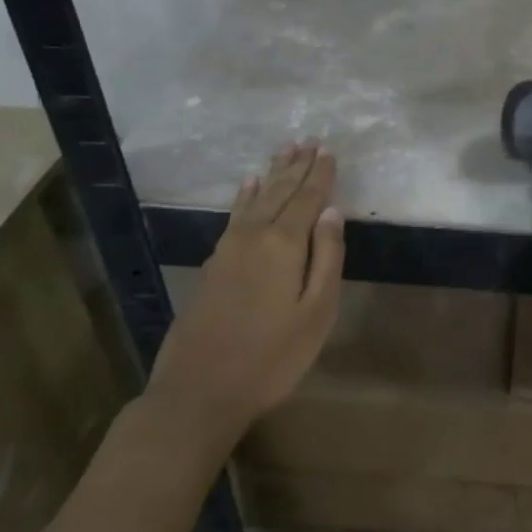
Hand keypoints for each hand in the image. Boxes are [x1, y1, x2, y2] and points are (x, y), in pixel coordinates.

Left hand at [148, 141, 344, 432]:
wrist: (199, 391)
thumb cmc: (271, 357)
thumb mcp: (316, 313)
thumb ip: (327, 258)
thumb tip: (333, 213)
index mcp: (284, 244)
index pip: (308, 199)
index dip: (320, 174)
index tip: (329, 149)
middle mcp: (254, 235)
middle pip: (281, 192)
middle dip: (297, 166)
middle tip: (309, 140)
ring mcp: (228, 248)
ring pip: (256, 199)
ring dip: (273, 174)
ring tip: (285, 151)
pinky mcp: (213, 263)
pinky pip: (235, 214)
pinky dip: (245, 195)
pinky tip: (248, 185)